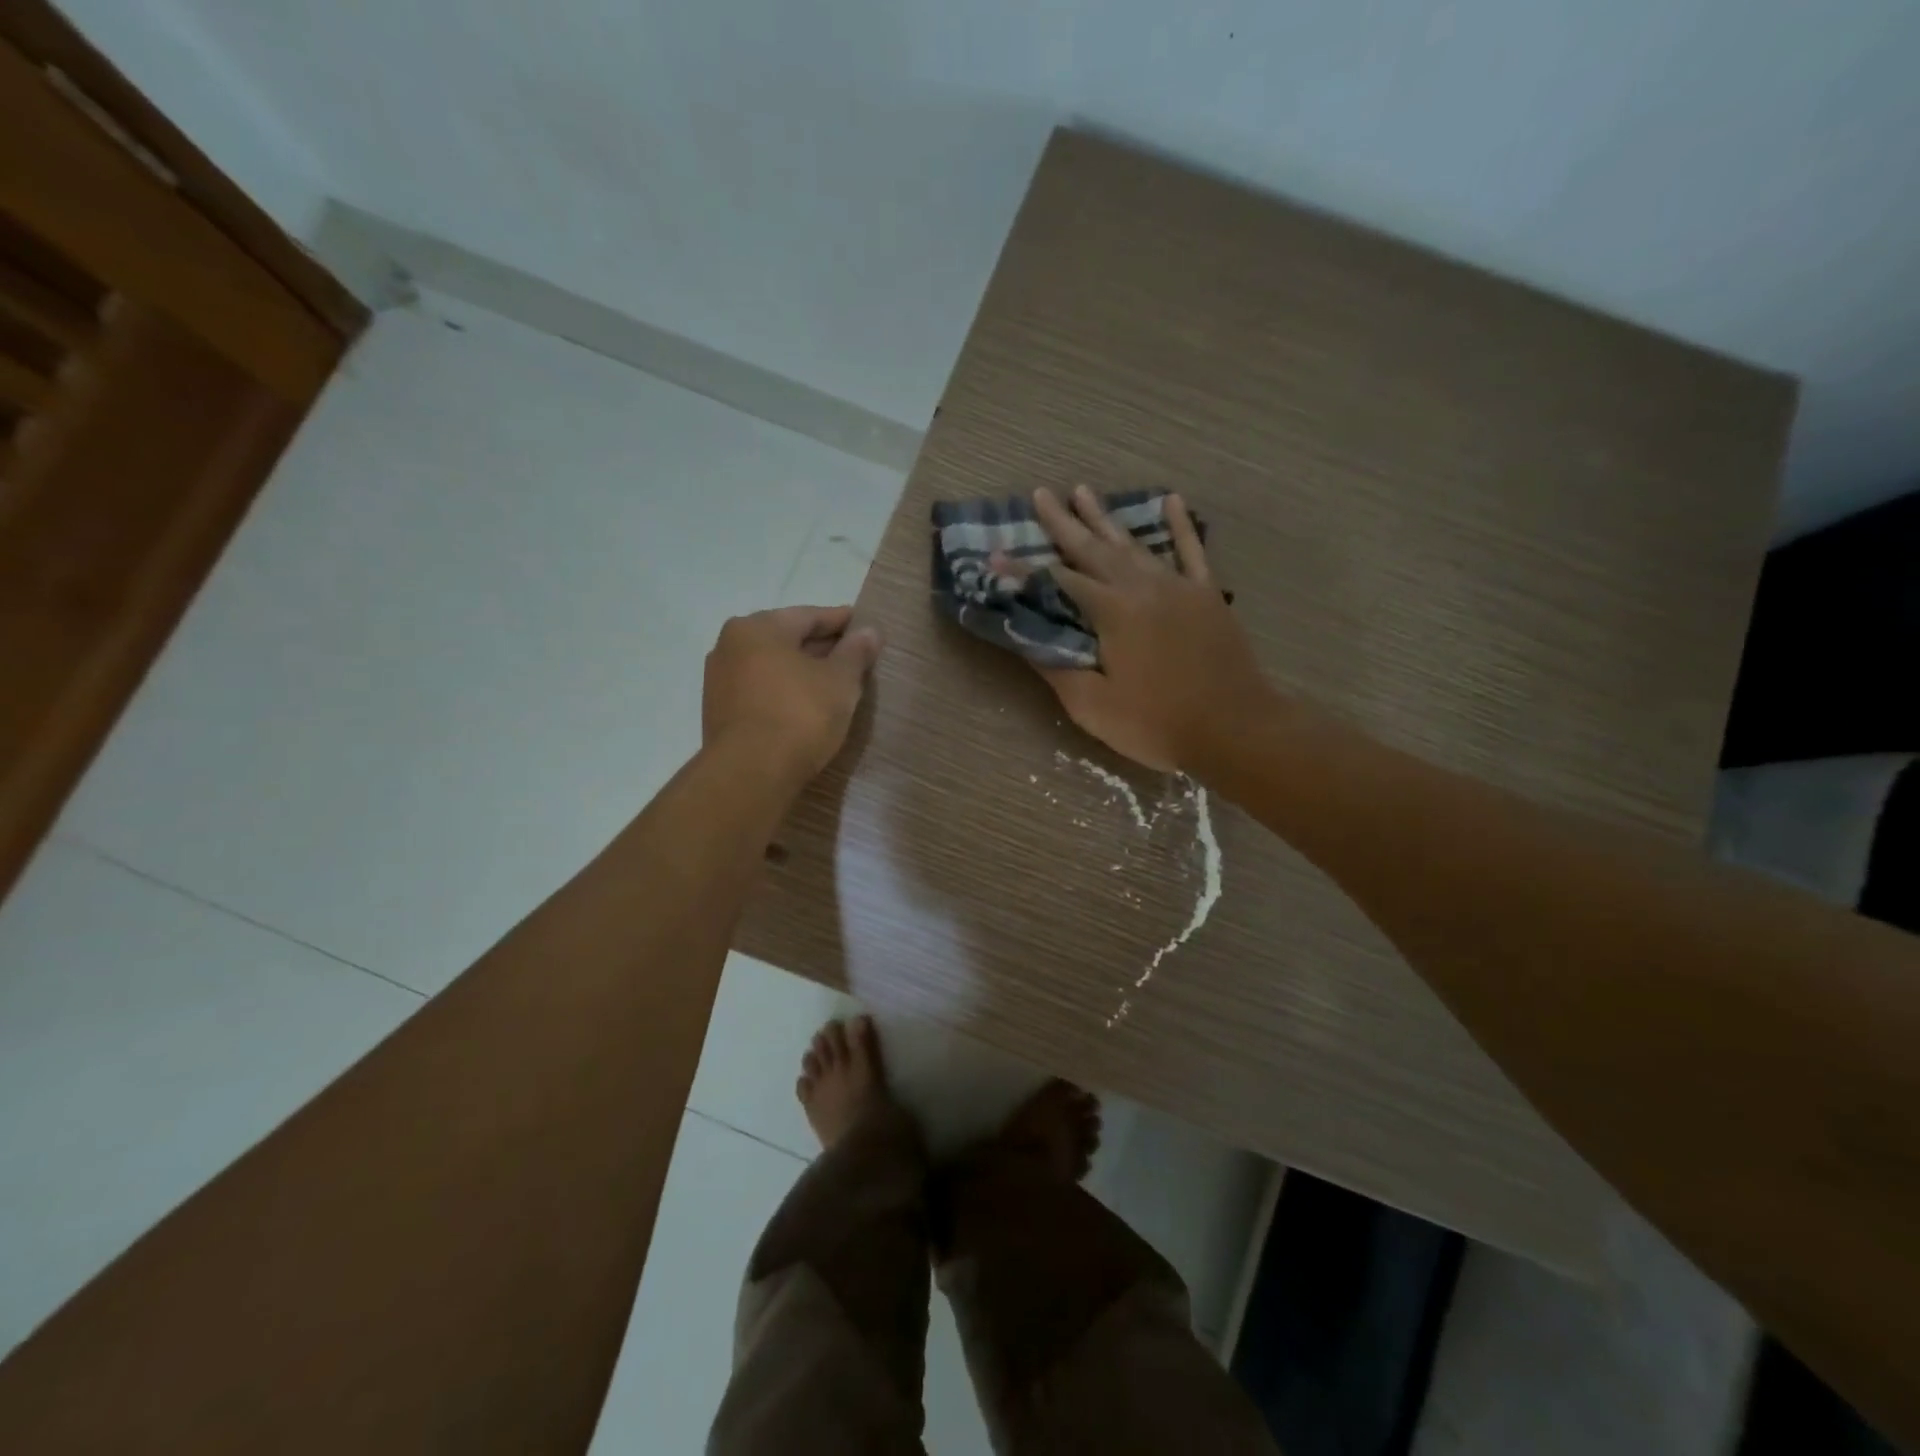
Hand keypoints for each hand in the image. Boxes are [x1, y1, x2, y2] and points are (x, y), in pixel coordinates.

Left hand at [703, 606, 881, 780]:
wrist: (750, 774)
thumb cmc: (799, 715)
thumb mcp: (840, 681)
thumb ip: (855, 652)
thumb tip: (869, 632)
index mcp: (758, 627)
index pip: (809, 616)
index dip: (841, 622)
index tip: (865, 627)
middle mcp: (730, 645)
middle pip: (786, 639)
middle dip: (821, 648)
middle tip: (854, 658)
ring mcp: (720, 680)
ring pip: (772, 666)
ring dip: (801, 672)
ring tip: (833, 685)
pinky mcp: (719, 712)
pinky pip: (760, 690)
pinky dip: (784, 692)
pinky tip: (805, 706)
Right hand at [999, 485, 1273, 771]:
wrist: (1235, 729)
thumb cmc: (1157, 724)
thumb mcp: (1093, 706)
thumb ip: (1057, 668)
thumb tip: (1026, 639)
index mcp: (1112, 612)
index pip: (1058, 582)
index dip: (1023, 570)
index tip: (995, 554)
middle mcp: (1142, 587)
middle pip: (1094, 549)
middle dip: (1064, 522)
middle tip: (1041, 494)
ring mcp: (1178, 586)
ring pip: (1134, 544)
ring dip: (1106, 518)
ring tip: (1084, 491)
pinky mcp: (1206, 595)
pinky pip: (1191, 551)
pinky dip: (1180, 525)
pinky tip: (1171, 500)